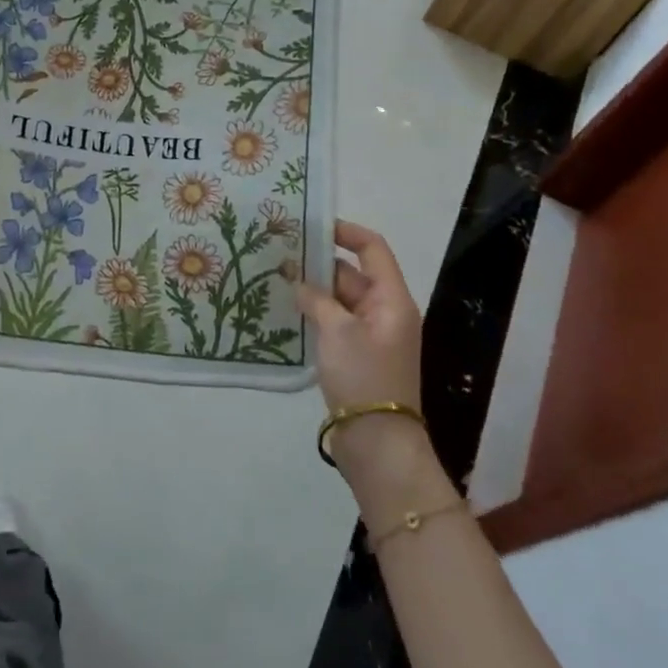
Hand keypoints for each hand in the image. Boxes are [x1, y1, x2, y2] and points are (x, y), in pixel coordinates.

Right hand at [298, 220, 452, 510]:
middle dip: (320, 263)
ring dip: (314, 290)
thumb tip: (298, 282)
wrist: (376, 442)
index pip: (373, 249)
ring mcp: (371, 336)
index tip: (313, 225)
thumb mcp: (337, 331)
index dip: (346, 232)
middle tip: (281, 253)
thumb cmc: (364, 377)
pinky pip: (335, 323)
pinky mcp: (356, 356)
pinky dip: (315, 314)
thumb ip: (317, 299)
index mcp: (392, 299)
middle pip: (353, 274)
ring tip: (276, 278)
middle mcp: (385, 312)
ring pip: (340, 300)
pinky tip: (286, 312)